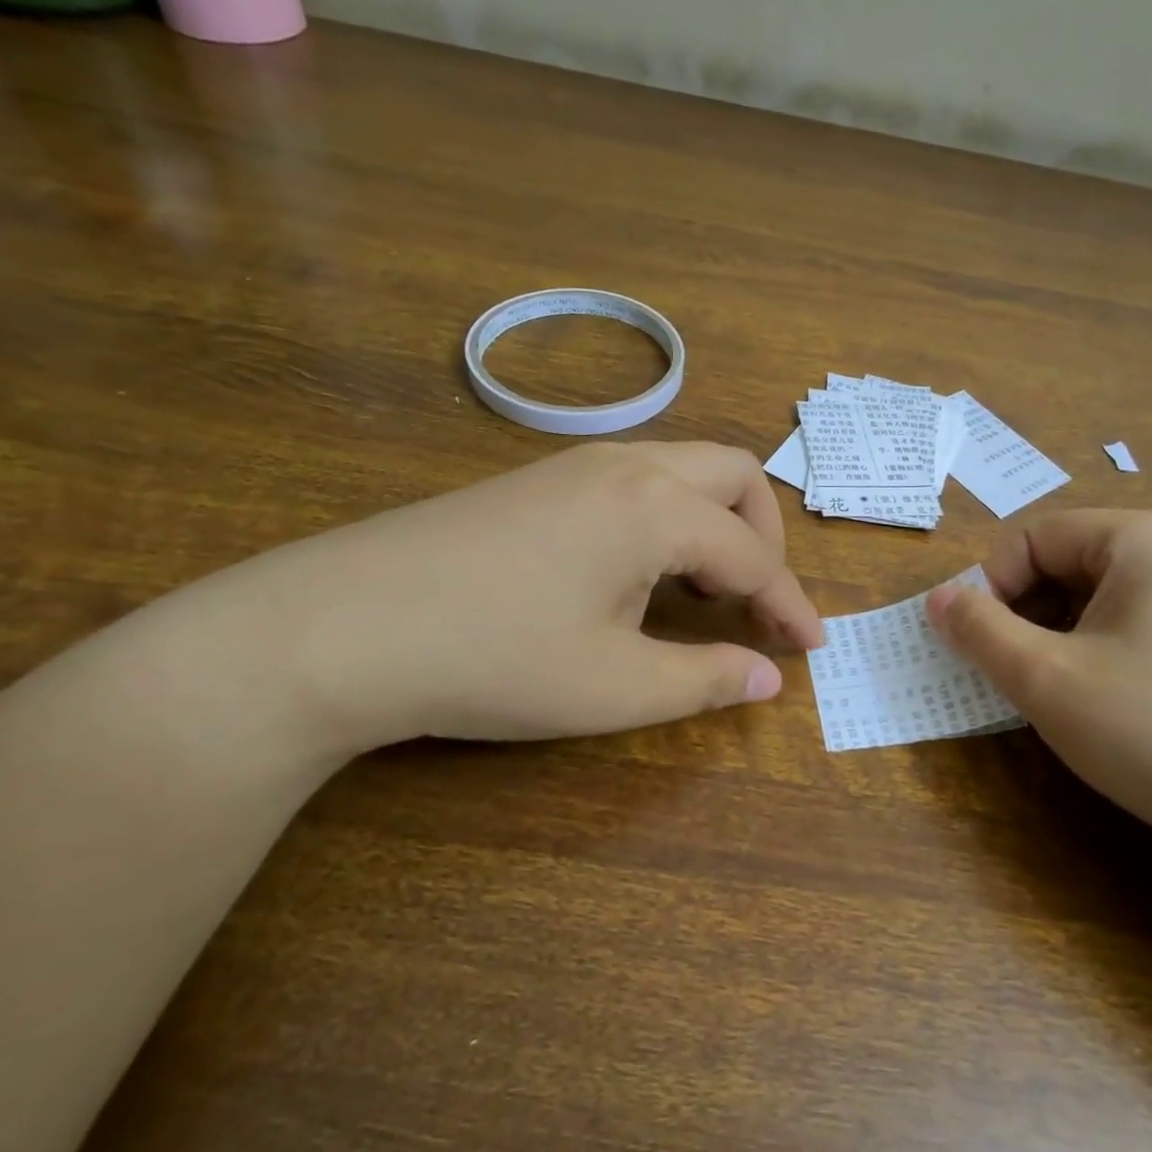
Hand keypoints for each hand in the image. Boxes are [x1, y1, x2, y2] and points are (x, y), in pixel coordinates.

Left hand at [241, 442, 822, 751]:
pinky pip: (636, 479)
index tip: (814, 645)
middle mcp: (627, 466)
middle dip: (764, 534)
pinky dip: (668, 515)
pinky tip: (634, 572)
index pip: (753, 555)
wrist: (337, 627)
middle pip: (733, 475)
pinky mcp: (538, 477)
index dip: (790, 604)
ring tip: (698, 590)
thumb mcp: (614, 687)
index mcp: (657, 508)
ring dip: (714, 521)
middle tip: (755, 599)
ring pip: (683, 467)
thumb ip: (706, 680)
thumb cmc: (492, 659)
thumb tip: (770, 677)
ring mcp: (576, 463)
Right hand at [925, 509, 1151, 872]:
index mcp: (1147, 538)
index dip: (992, 585)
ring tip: (1059, 696)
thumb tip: (938, 599)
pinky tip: (1115, 711)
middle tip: (1012, 673)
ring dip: (1064, 639)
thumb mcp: (1046, 679)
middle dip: (1028, 614)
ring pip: (1110, 602)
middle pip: (1075, 564)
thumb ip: (979, 631)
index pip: (1037, 538)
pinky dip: (1109, 657)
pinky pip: (1149, 630)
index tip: (975, 643)